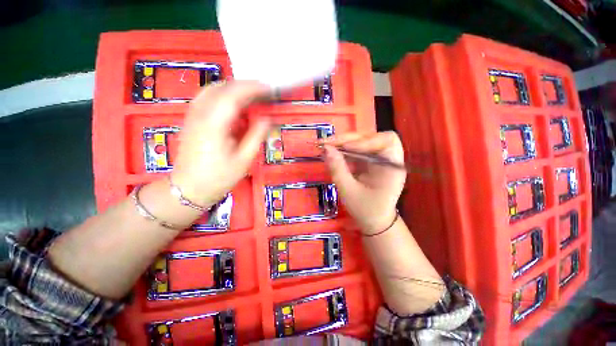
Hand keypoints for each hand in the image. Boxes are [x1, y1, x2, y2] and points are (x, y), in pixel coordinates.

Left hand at [171, 81, 271, 206]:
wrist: (189, 188)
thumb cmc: (219, 177)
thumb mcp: (244, 159)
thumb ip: (256, 136)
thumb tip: (267, 118)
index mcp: (214, 125)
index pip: (233, 95)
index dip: (252, 88)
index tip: (268, 88)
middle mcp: (200, 114)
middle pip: (221, 87)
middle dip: (243, 86)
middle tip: (262, 92)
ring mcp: (193, 115)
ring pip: (212, 90)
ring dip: (233, 89)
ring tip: (250, 97)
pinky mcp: (192, 120)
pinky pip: (207, 99)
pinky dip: (223, 96)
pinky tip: (233, 106)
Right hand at [324, 132, 405, 234]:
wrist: (375, 221)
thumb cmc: (366, 210)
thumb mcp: (349, 191)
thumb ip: (338, 169)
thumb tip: (326, 148)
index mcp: (392, 167)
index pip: (387, 141)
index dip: (366, 141)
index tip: (345, 148)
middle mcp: (388, 158)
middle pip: (372, 137)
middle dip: (349, 139)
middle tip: (328, 143)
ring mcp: (378, 158)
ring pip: (363, 141)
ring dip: (344, 142)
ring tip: (327, 146)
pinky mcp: (369, 161)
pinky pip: (357, 149)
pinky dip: (344, 150)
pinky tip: (333, 152)